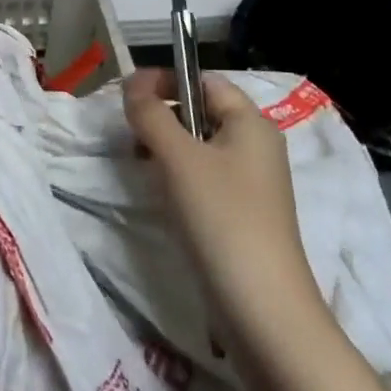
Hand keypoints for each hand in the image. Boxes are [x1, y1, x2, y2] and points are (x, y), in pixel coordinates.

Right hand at [123, 69, 325, 350]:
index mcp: (251, 123)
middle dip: (161, 116)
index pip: (204, 80)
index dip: (165, 80)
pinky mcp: (240, 215)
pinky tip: (160, 195)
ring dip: (165, 148)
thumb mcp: (179, 158)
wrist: (262, 310)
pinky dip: (177, 177)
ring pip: (198, 147)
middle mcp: (256, 146)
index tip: (128, 98)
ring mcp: (250, 184)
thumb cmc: (222, 218)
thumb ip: (151, 114)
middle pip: (200, 112)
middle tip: (129, 136)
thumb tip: (132, 83)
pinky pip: (203, 178)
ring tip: (140, 166)